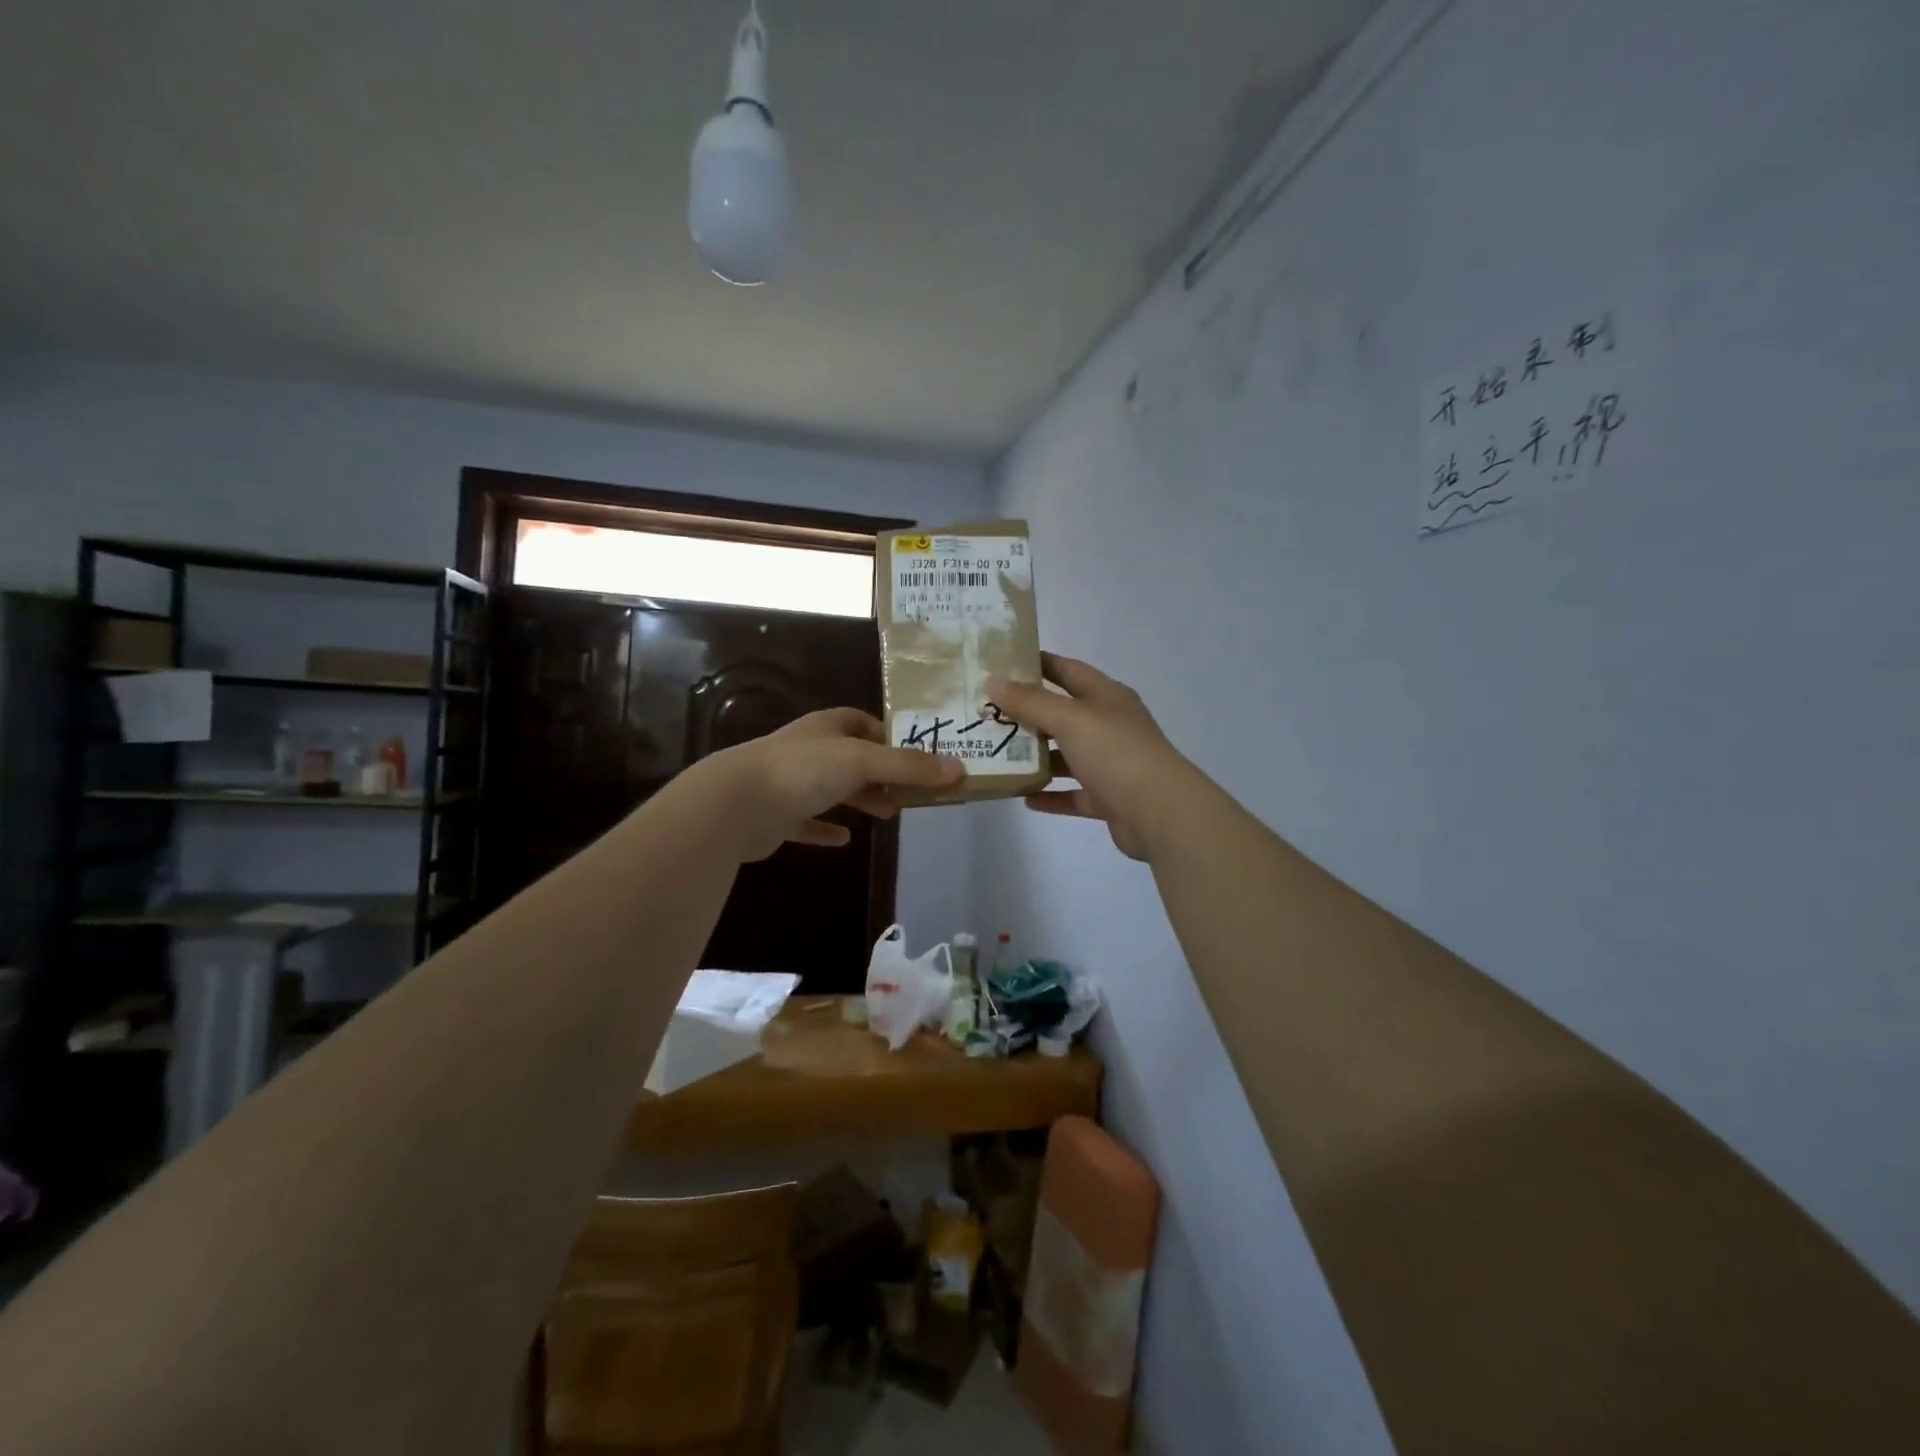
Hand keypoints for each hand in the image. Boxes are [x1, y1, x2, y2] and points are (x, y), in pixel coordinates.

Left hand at [692, 708, 964, 861]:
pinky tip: (845, 840)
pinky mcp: (777, 816)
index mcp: (827, 728)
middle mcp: (808, 750)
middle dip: (881, 772)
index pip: (862, 722)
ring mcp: (790, 783)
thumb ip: (909, 767)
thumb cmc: (802, 770)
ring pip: (833, 788)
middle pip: (852, 758)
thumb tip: (960, 768)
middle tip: (912, 790)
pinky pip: (807, 822)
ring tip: (890, 813)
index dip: (889, 735)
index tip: (916, 754)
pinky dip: (826, 829)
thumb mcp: (863, 761)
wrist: (736, 803)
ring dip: (861, 798)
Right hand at [987, 654, 1193, 861]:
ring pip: (1066, 755)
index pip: (1067, 670)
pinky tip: (1023, 796)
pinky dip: (1050, 794)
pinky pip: (1072, 793)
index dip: (1038, 663)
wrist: (1160, 813)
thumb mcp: (1070, 719)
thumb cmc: (1115, 752)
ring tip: (998, 754)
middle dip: (1028, 713)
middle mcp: (1109, 725)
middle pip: (1063, 713)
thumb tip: (992, 680)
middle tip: (987, 712)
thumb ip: (1030, 702)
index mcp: (1106, 697)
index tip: (1002, 662)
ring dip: (1036, 756)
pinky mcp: (1108, 798)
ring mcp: (1110, 763)